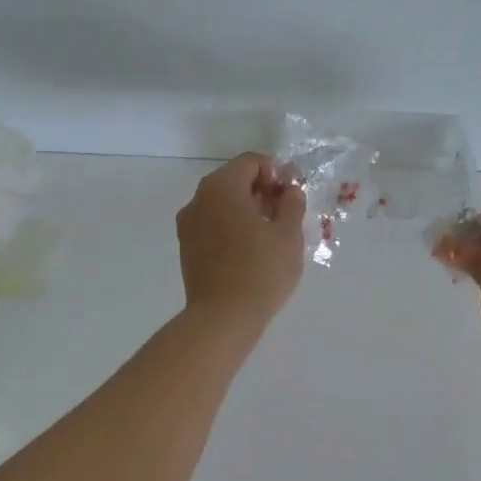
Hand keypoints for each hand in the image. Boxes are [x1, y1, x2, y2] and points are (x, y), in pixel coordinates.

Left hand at [177, 153, 307, 330]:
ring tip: (271, 231)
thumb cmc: (261, 271)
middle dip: (261, 189)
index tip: (294, 192)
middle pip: (233, 179)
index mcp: (222, 187)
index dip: (276, 171)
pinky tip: (251, 247)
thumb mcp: (288, 235)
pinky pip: (212, 223)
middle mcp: (199, 198)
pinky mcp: (187, 247)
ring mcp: (188, 223)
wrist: (223, 318)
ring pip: (221, 203)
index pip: (251, 162)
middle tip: (286, 211)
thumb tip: (289, 191)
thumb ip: (292, 204)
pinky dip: (232, 225)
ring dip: (246, 208)